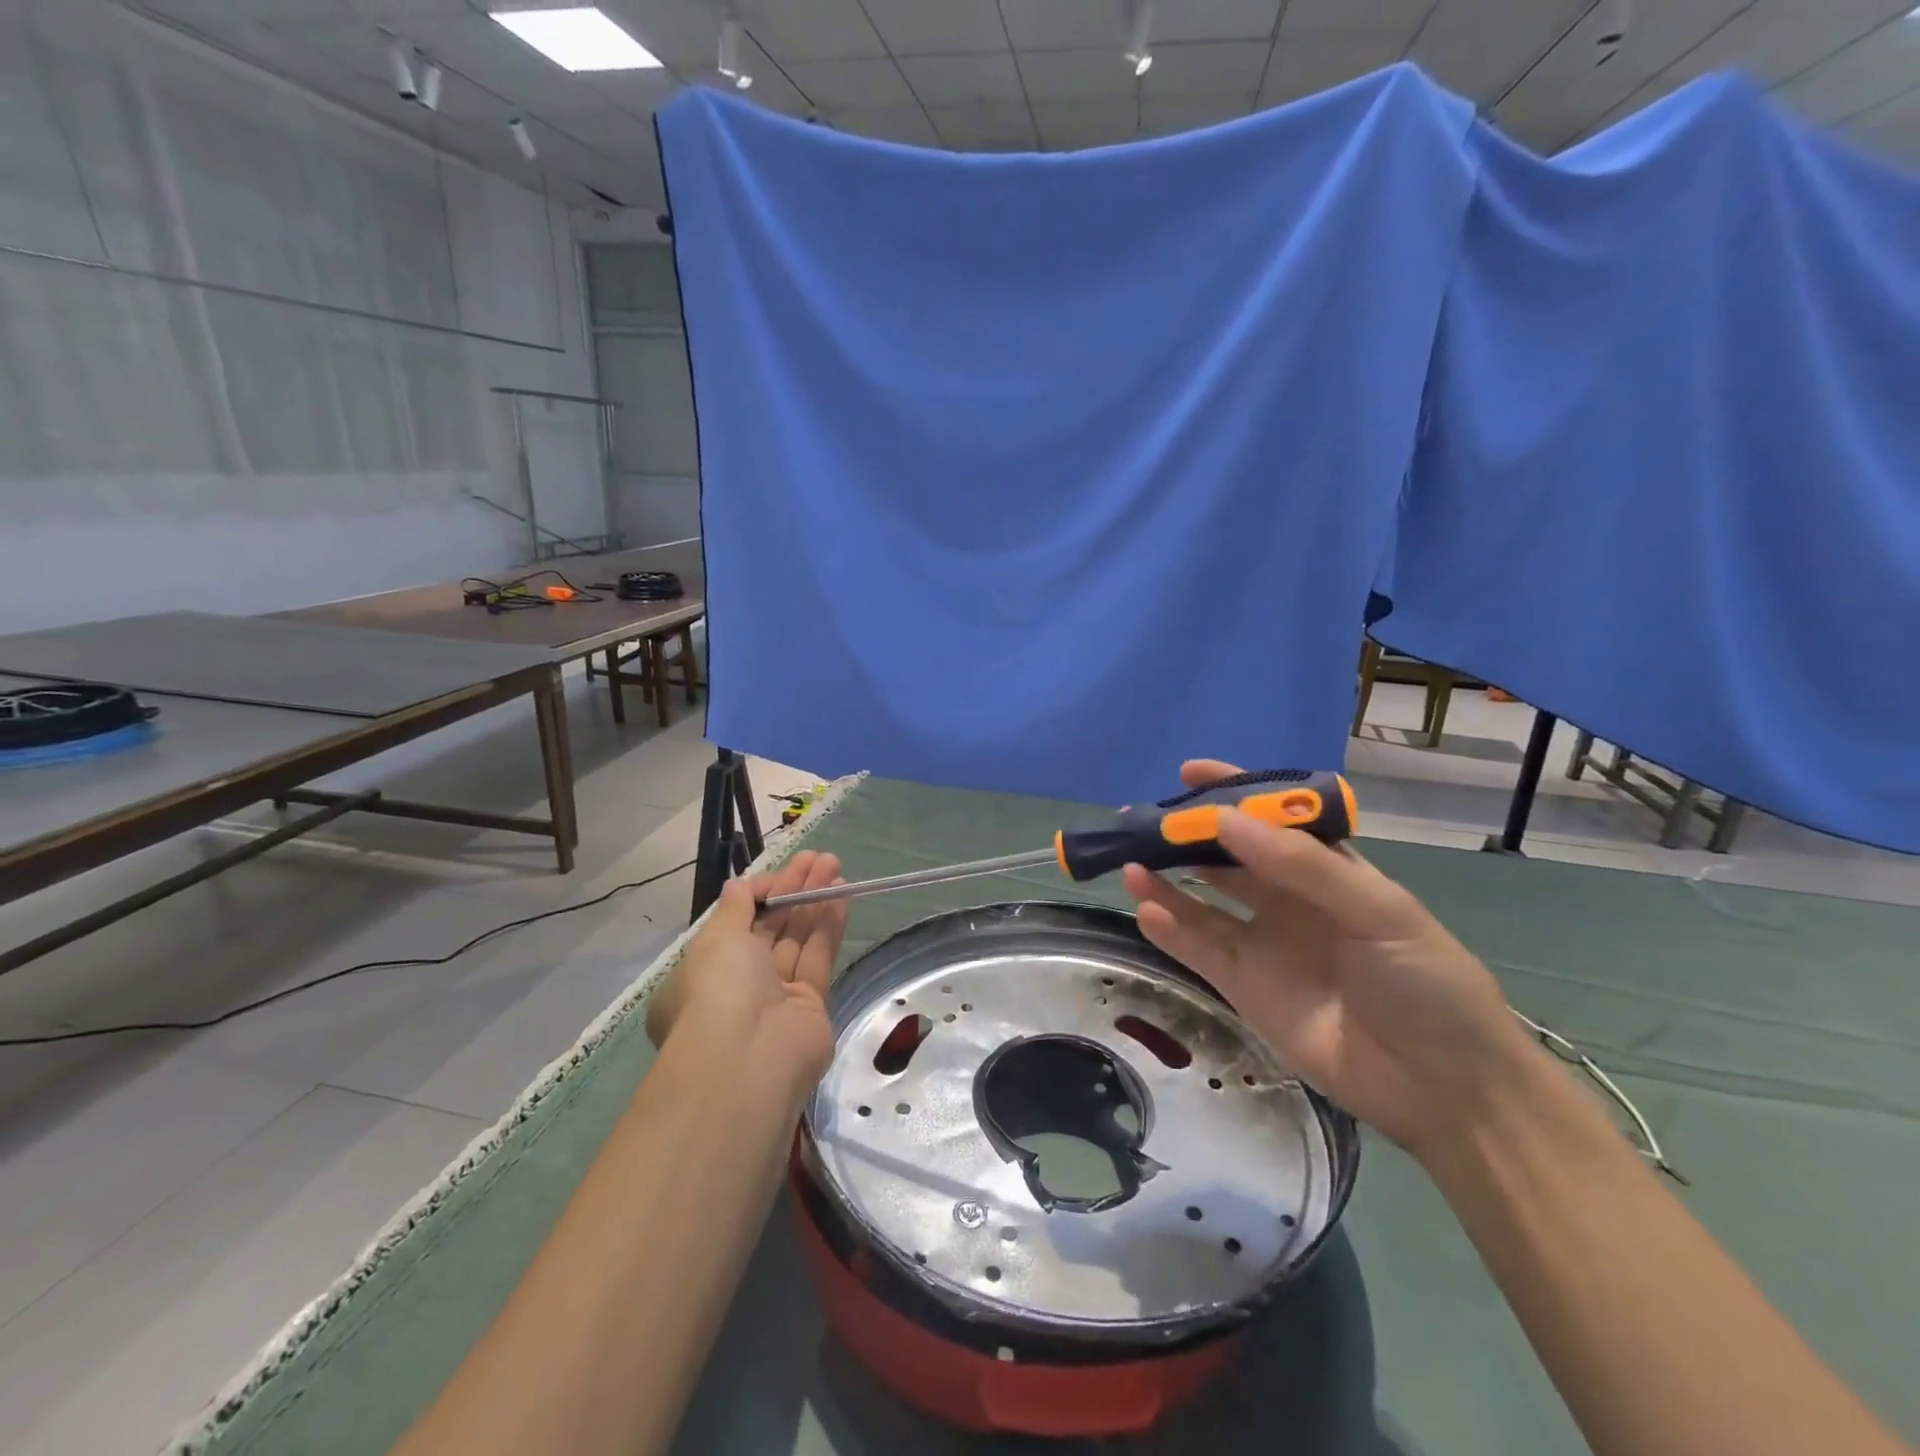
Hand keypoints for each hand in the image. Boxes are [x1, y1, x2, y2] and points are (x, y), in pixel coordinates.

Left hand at [645, 852, 850, 1088]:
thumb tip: (742, 885)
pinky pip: (818, 957)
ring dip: (814, 901)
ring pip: (797, 939)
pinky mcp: (809, 1006)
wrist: (748, 1060)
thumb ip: (735, 907)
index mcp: (702, 973)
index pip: (735, 923)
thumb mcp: (716, 938)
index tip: (782, 870)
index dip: (760, 893)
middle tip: (819, 858)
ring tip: (836, 866)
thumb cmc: (718, 989)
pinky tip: (841, 895)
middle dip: (793, 890)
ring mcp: (775, 997)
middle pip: (769, 927)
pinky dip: (828, 925)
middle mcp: (736, 985)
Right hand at [1123, 761, 1535, 1162]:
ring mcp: (1264, 943)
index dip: (1234, 793)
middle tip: (1141, 821)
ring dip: (1165, 881)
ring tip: (1130, 862)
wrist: (1443, 1088)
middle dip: (1186, 836)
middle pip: (1227, 857)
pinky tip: (1146, 909)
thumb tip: (1225, 819)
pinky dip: (1169, 928)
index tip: (1190, 773)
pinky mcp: (1245, 987)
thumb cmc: (1424, 982)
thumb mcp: (1377, 910)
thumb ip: (1301, 864)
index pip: (1273, 819)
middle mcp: (1289, 899)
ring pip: (1202, 902)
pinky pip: (1198, 949)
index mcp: (1329, 870)